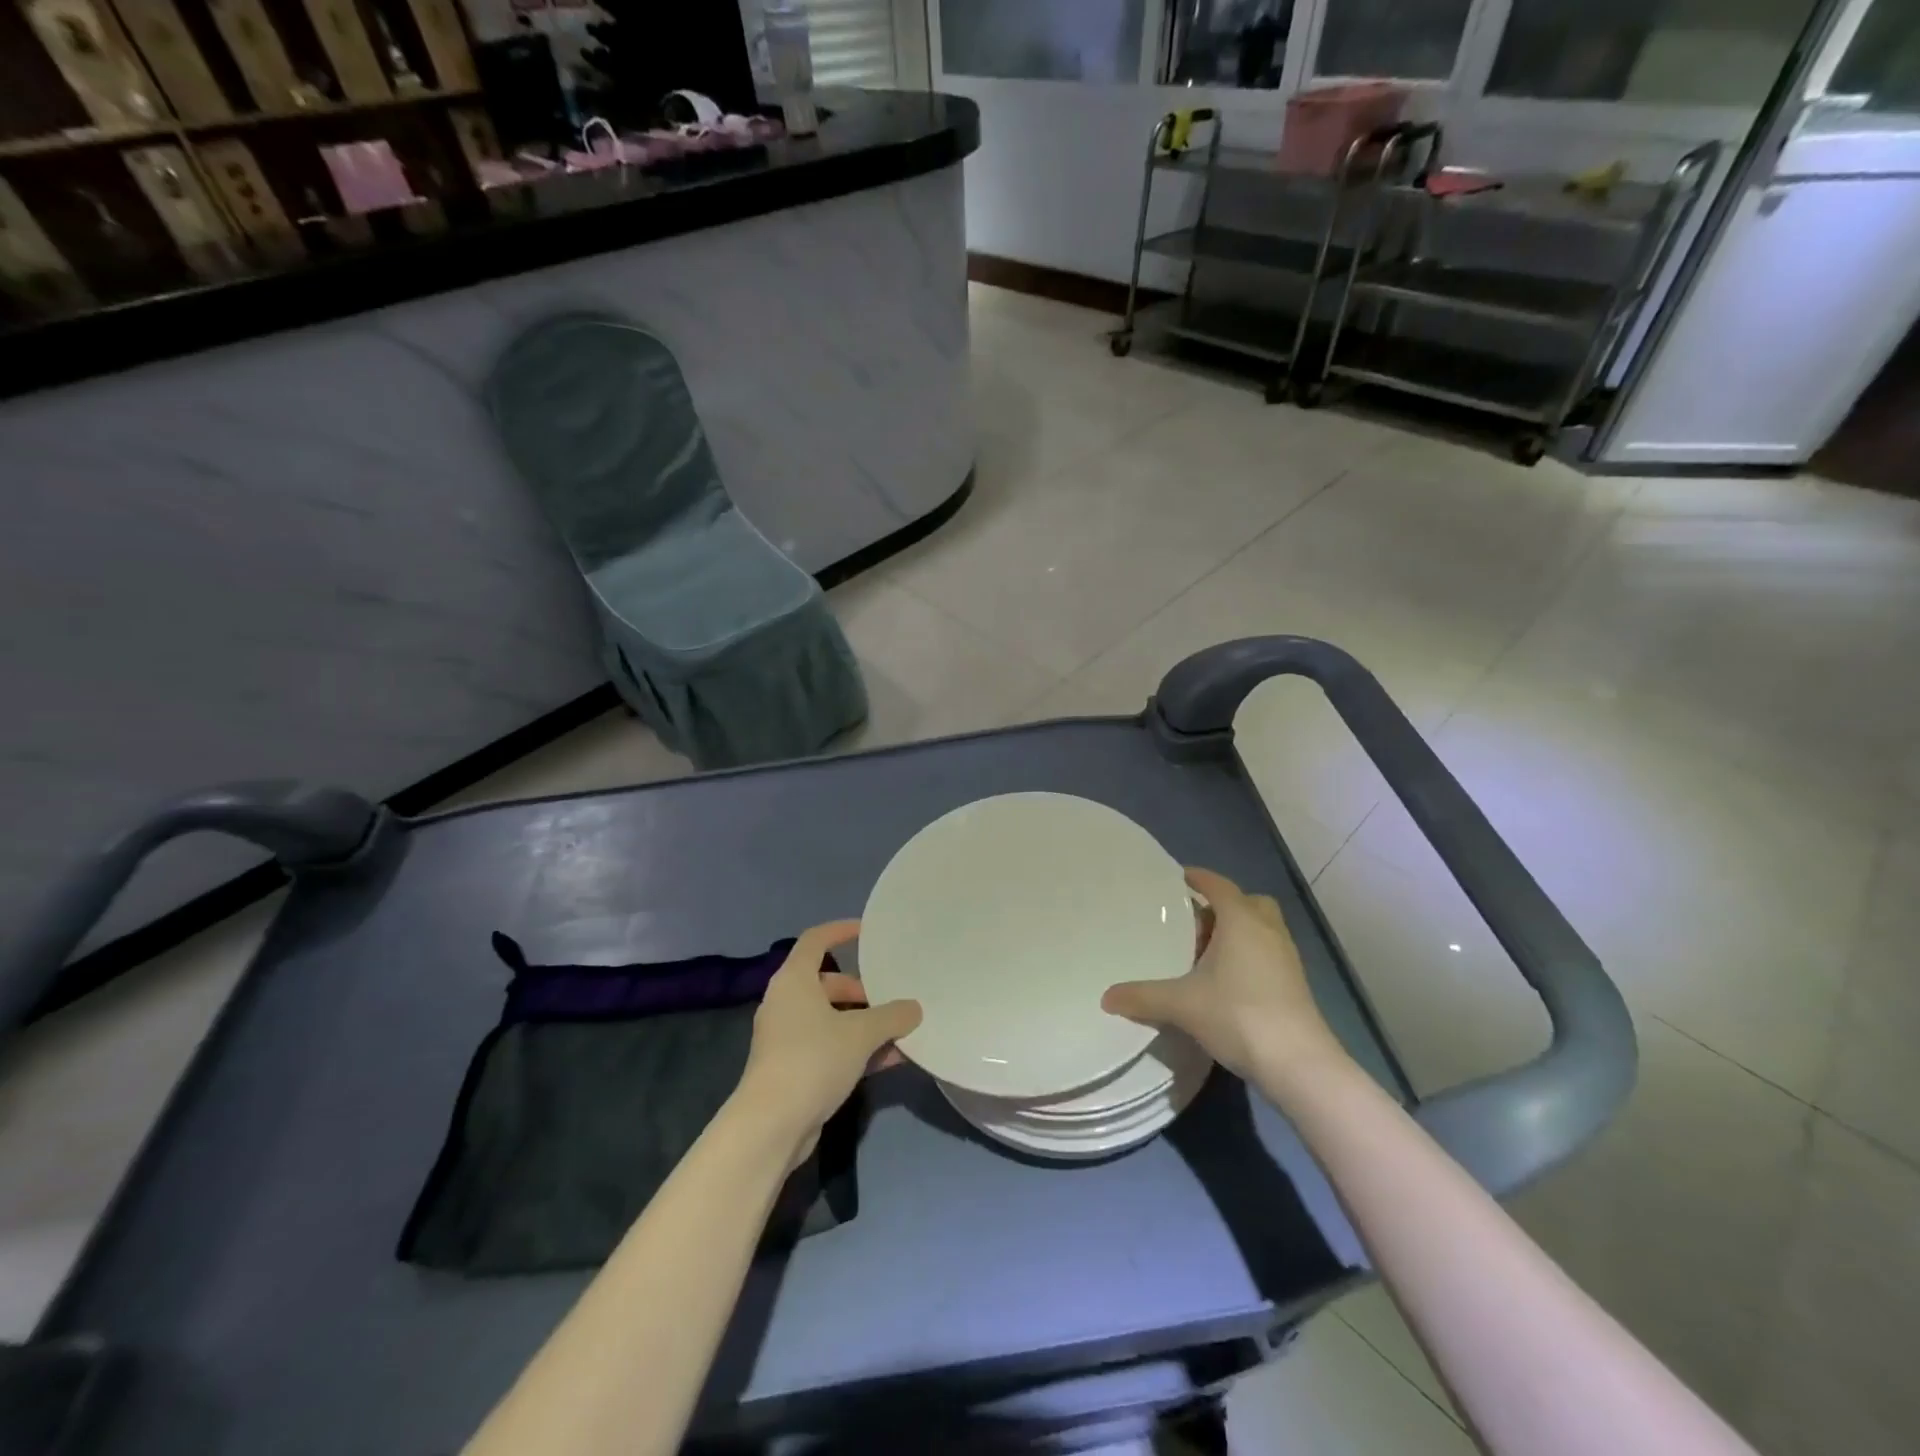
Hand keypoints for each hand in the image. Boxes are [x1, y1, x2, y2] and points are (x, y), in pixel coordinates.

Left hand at [736, 920, 921, 1162]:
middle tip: (889, 1001)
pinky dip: (853, 1047)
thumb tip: (914, 1008)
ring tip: (897, 1033)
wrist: (771, 1125)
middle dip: (860, 990)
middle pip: (827, 983)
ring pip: (829, 1017)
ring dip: (862, 1023)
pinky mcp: (790, 1067)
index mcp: (794, 980)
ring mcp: (785, 1036)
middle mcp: (785, 1002)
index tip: (867, 932)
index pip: (816, 940)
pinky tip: (887, 1060)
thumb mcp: (861, 1034)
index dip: (841, 931)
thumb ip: (892, 1016)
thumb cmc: (813, 1060)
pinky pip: (827, 1045)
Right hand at [1102, 867, 1345, 1082]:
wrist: (1299, 1064)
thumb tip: (1106, 997)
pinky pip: (1268, 952)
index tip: (1178, 877)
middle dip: (1223, 905)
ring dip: (1237, 931)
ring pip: (1261, 928)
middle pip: (1248, 902)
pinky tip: (1226, 980)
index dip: (1199, 878)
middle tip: (1194, 920)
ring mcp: (1286, 957)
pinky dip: (1248, 954)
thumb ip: (1143, 997)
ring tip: (1205, 951)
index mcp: (1241, 921)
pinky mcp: (1295, 983)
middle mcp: (1268, 930)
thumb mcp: (1182, 1005)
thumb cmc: (1239, 1016)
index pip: (1219, 886)